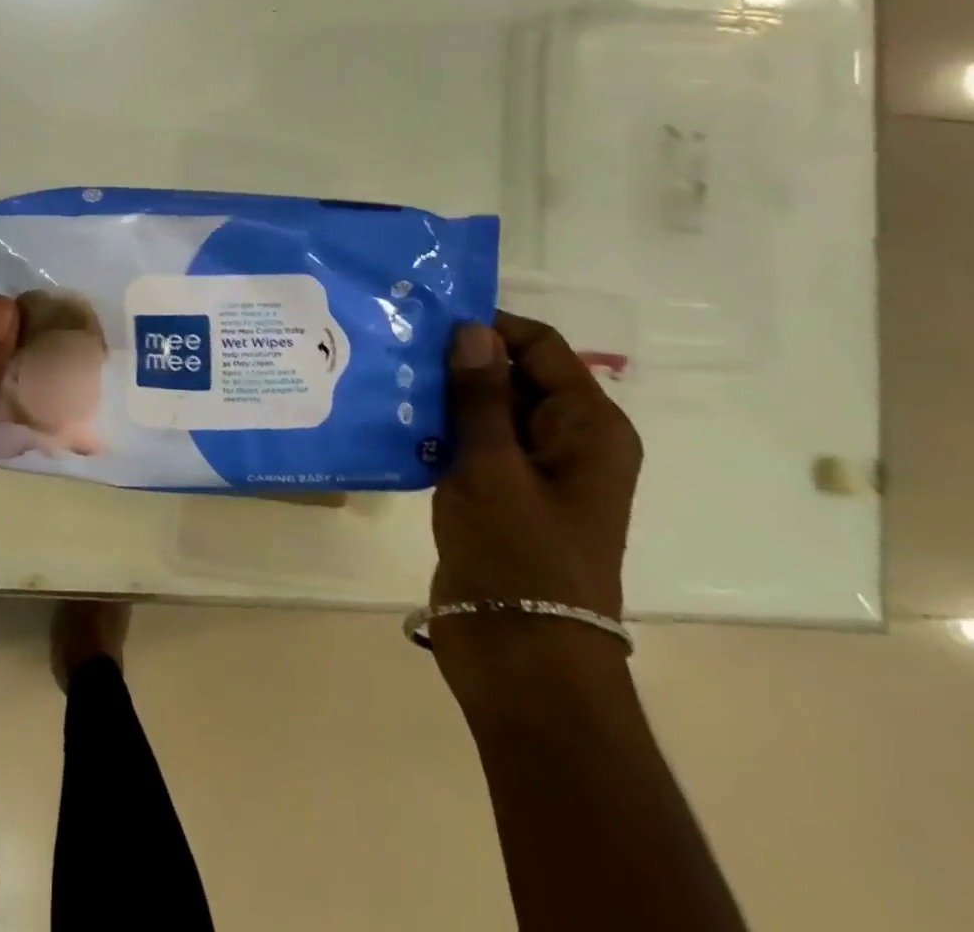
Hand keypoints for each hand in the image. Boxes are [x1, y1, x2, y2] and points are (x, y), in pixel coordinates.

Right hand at [429, 311, 642, 704]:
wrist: (521, 657)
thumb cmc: (519, 556)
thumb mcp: (493, 467)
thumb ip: (480, 395)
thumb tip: (471, 328)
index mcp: (588, 427)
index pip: (540, 347)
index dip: (488, 326)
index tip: (425, 316)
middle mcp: (567, 440)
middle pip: (512, 374)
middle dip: (458, 359)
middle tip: (395, 343)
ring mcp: (531, 469)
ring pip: (485, 407)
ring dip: (442, 394)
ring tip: (386, 374)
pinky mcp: (499, 493)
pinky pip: (470, 441)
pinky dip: (437, 427)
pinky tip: (392, 418)